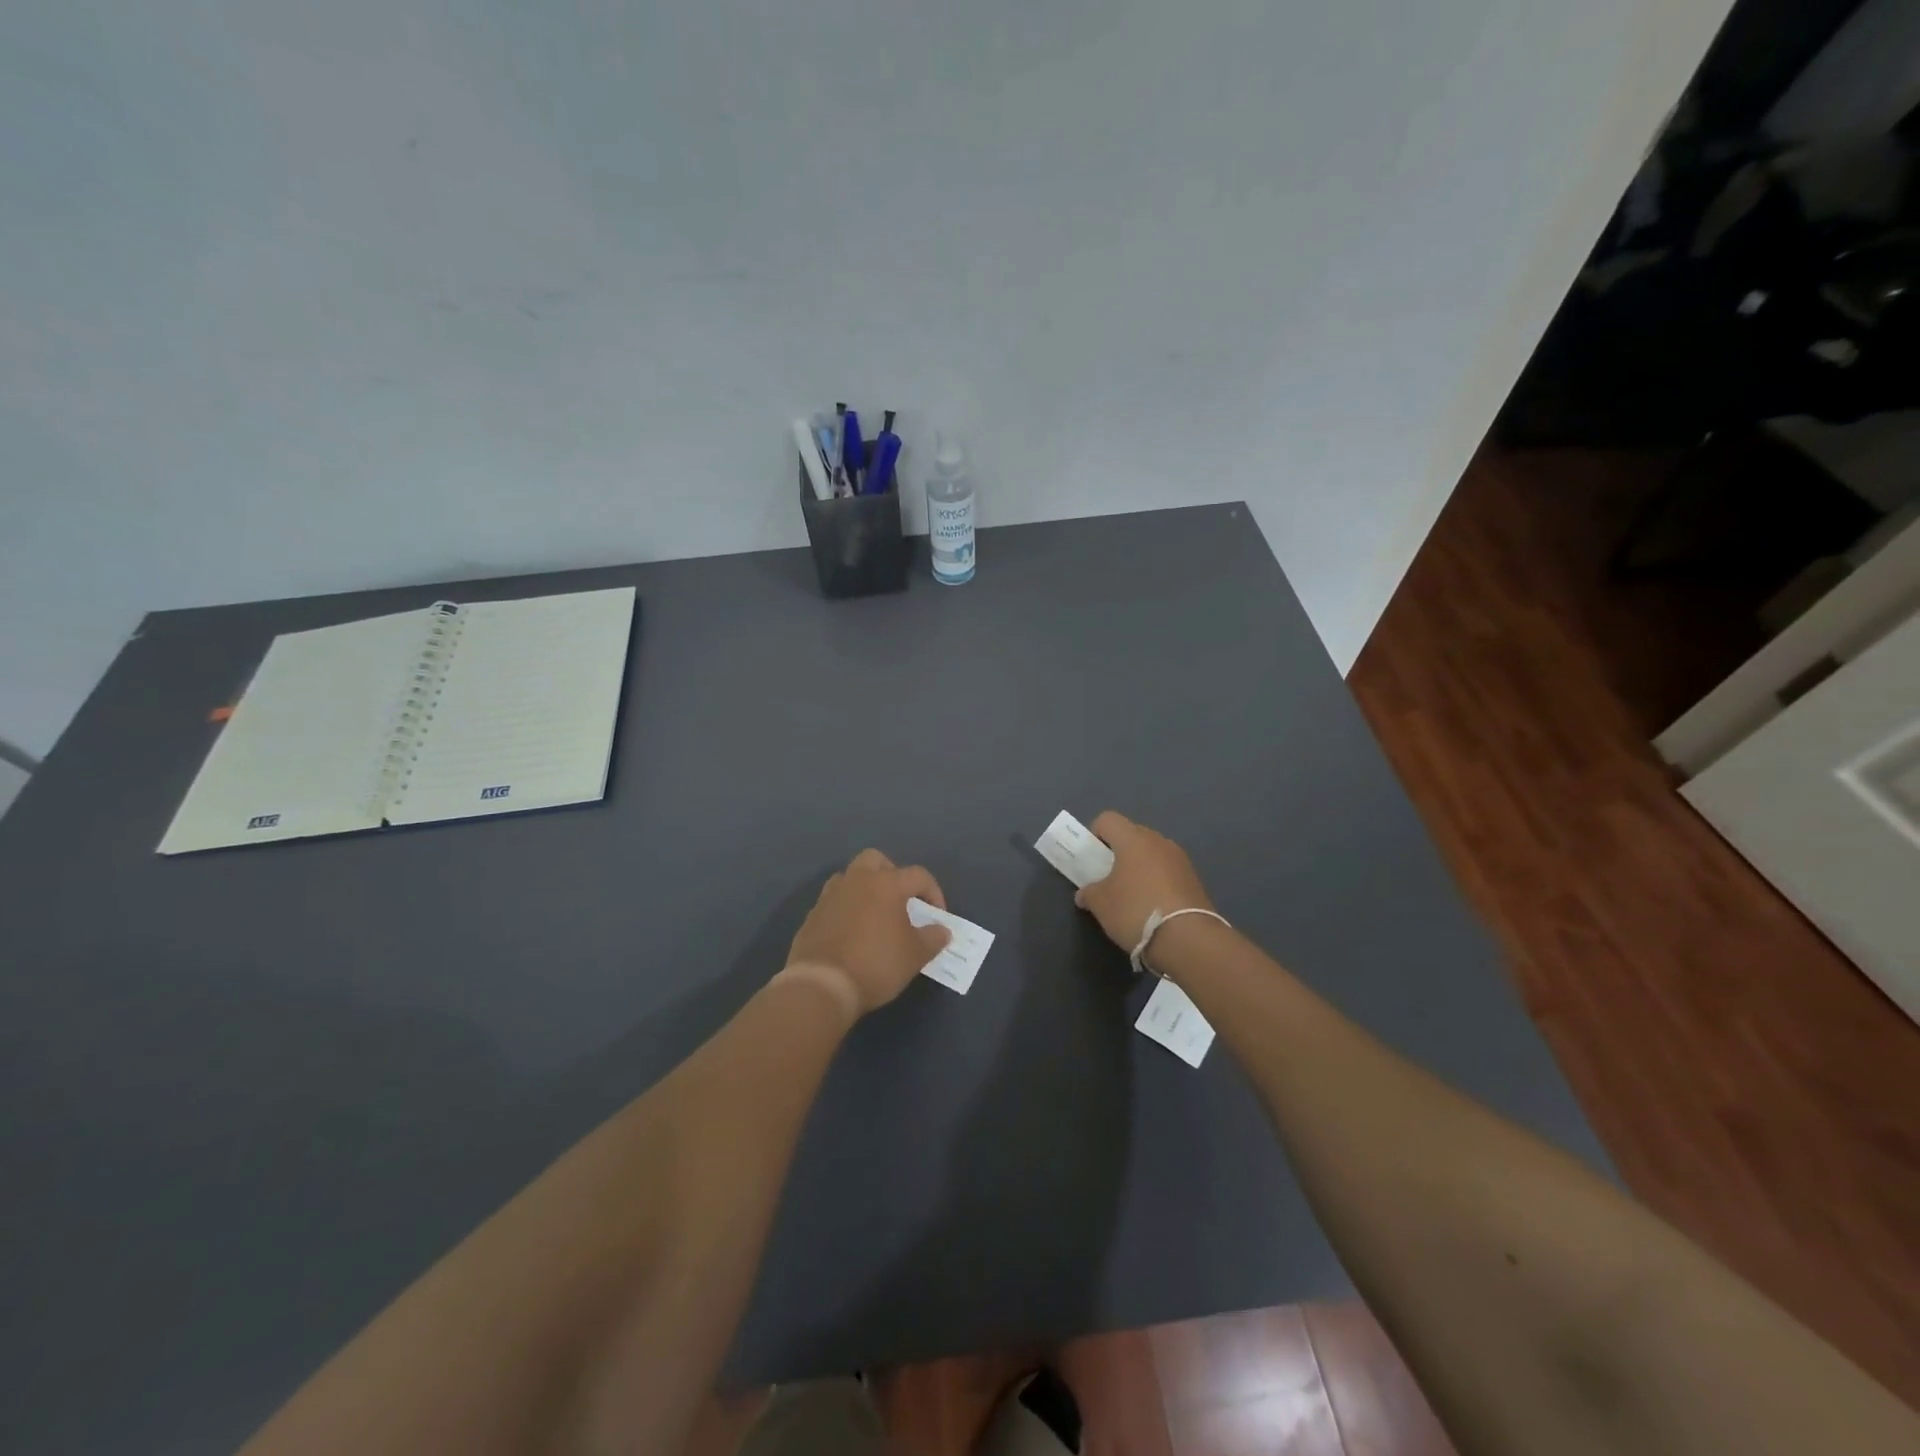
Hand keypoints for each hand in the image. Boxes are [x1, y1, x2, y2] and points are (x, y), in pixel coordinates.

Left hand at [786, 850, 951, 1015]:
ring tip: (875, 916)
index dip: (933, 893)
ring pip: (850, 877)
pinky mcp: (812, 915)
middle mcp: (856, 880)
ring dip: (865, 889)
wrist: (821, 986)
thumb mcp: (915, 955)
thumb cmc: (876, 964)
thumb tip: (942, 930)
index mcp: (886, 884)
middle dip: (892, 874)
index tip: (937, 917)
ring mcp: (830, 896)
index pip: (918, 875)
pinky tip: (852, 933)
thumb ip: (933, 938)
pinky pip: (834, 901)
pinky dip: (846, 909)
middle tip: (901, 901)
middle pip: (876, 860)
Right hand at [1073, 812, 1215, 952]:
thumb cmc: (1135, 910)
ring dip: (1140, 867)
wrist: (1187, 939)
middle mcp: (1158, 841)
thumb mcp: (1100, 904)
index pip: (1108, 819)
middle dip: (1118, 852)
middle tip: (1109, 878)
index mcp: (1133, 839)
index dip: (1095, 834)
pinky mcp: (1194, 879)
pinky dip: (1157, 881)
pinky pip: (1168, 871)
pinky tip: (1153, 906)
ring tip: (1132, 895)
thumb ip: (1089, 893)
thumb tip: (1085, 894)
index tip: (1092, 859)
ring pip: (1152, 853)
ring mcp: (1180, 859)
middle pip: (1131, 835)